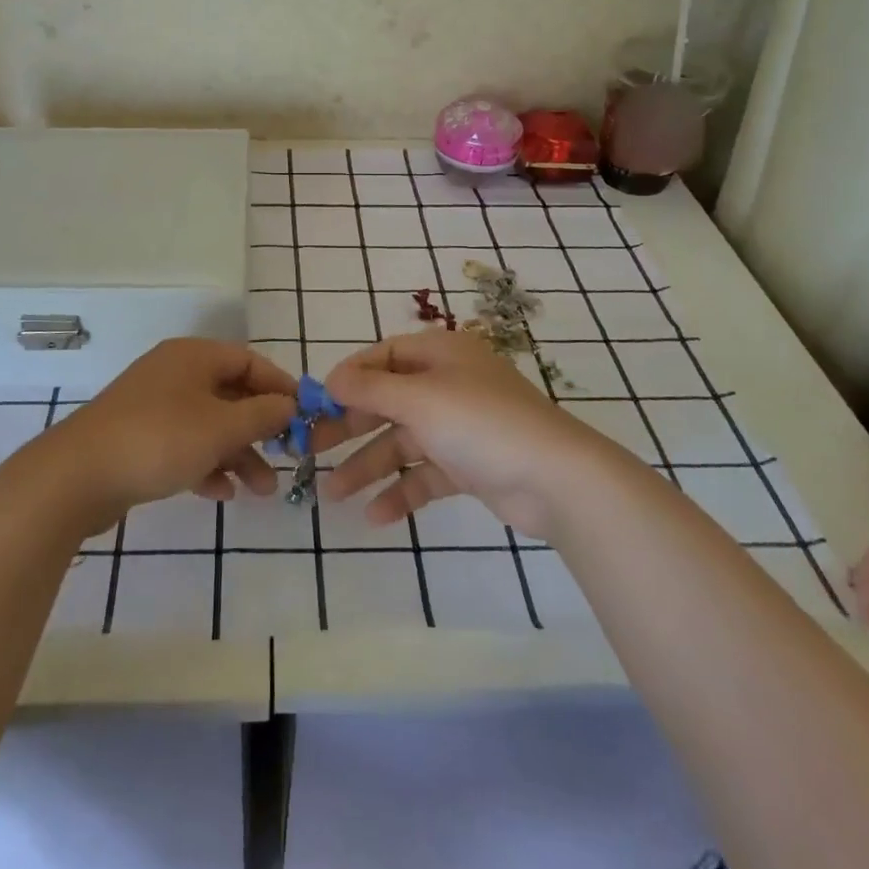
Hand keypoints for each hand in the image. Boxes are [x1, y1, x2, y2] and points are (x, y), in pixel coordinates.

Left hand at [48, 339, 296, 529]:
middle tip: (286, 459)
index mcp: (194, 356)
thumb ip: (263, 414)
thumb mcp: (222, 427)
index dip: (280, 387)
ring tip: (260, 491)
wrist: (76, 476)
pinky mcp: (138, 438)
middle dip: (260, 430)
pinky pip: (184, 445)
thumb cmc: (159, 439)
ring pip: (209, 425)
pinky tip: (219, 493)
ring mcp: (153, 406)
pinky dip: (206, 464)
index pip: (249, 361)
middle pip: (231, 394)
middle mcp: (175, 374)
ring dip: (238, 454)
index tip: (304, 416)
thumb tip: (290, 405)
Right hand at [319, 330, 604, 538]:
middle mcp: (448, 384)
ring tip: (333, 493)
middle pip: (388, 400)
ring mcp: (460, 426)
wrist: (556, 479)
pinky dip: (401, 491)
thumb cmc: (480, 423)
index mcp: (440, 354)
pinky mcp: (470, 465)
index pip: (383, 356)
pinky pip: (425, 474)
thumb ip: (370, 388)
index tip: (318, 402)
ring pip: (403, 441)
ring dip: (369, 465)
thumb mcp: (418, 398)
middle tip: (311, 449)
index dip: (349, 378)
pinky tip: (375, 515)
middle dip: (351, 426)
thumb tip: (331, 380)